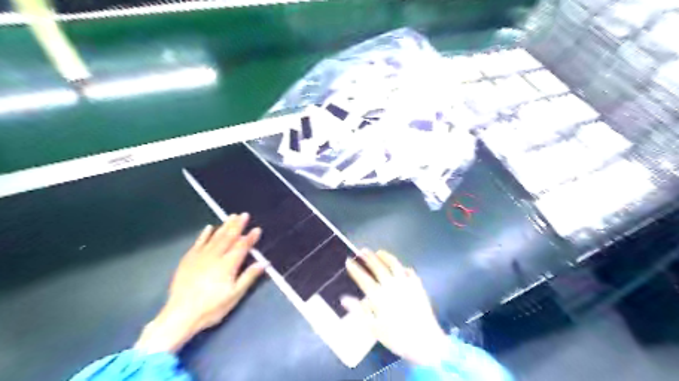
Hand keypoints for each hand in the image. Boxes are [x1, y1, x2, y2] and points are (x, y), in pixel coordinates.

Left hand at [134, 215, 264, 353]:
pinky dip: (205, 234)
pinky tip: (209, 227)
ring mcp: (200, 256)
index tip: (257, 229)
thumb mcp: (235, 295)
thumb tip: (264, 263)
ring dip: (224, 225)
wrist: (180, 314)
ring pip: (215, 236)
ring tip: (231, 216)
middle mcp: (215, 256)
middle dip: (237, 225)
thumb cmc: (212, 307)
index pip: (242, 247)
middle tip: (244, 214)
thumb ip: (249, 276)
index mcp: (228, 264)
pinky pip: (198, 242)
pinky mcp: (188, 259)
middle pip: (229, 237)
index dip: (250, 238)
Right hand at [346, 250, 449, 365]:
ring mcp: (406, 284)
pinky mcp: (418, 286)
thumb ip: (359, 311)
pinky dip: (403, 268)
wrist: (425, 341)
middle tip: (362, 251)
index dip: (355, 269)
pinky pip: (410, 272)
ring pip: (394, 265)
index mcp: (379, 297)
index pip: (364, 279)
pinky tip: (401, 267)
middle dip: (369, 258)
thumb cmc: (397, 338)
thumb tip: (343, 298)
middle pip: (378, 268)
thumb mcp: (374, 328)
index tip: (348, 261)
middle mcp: (392, 286)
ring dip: (386, 257)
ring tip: (379, 252)